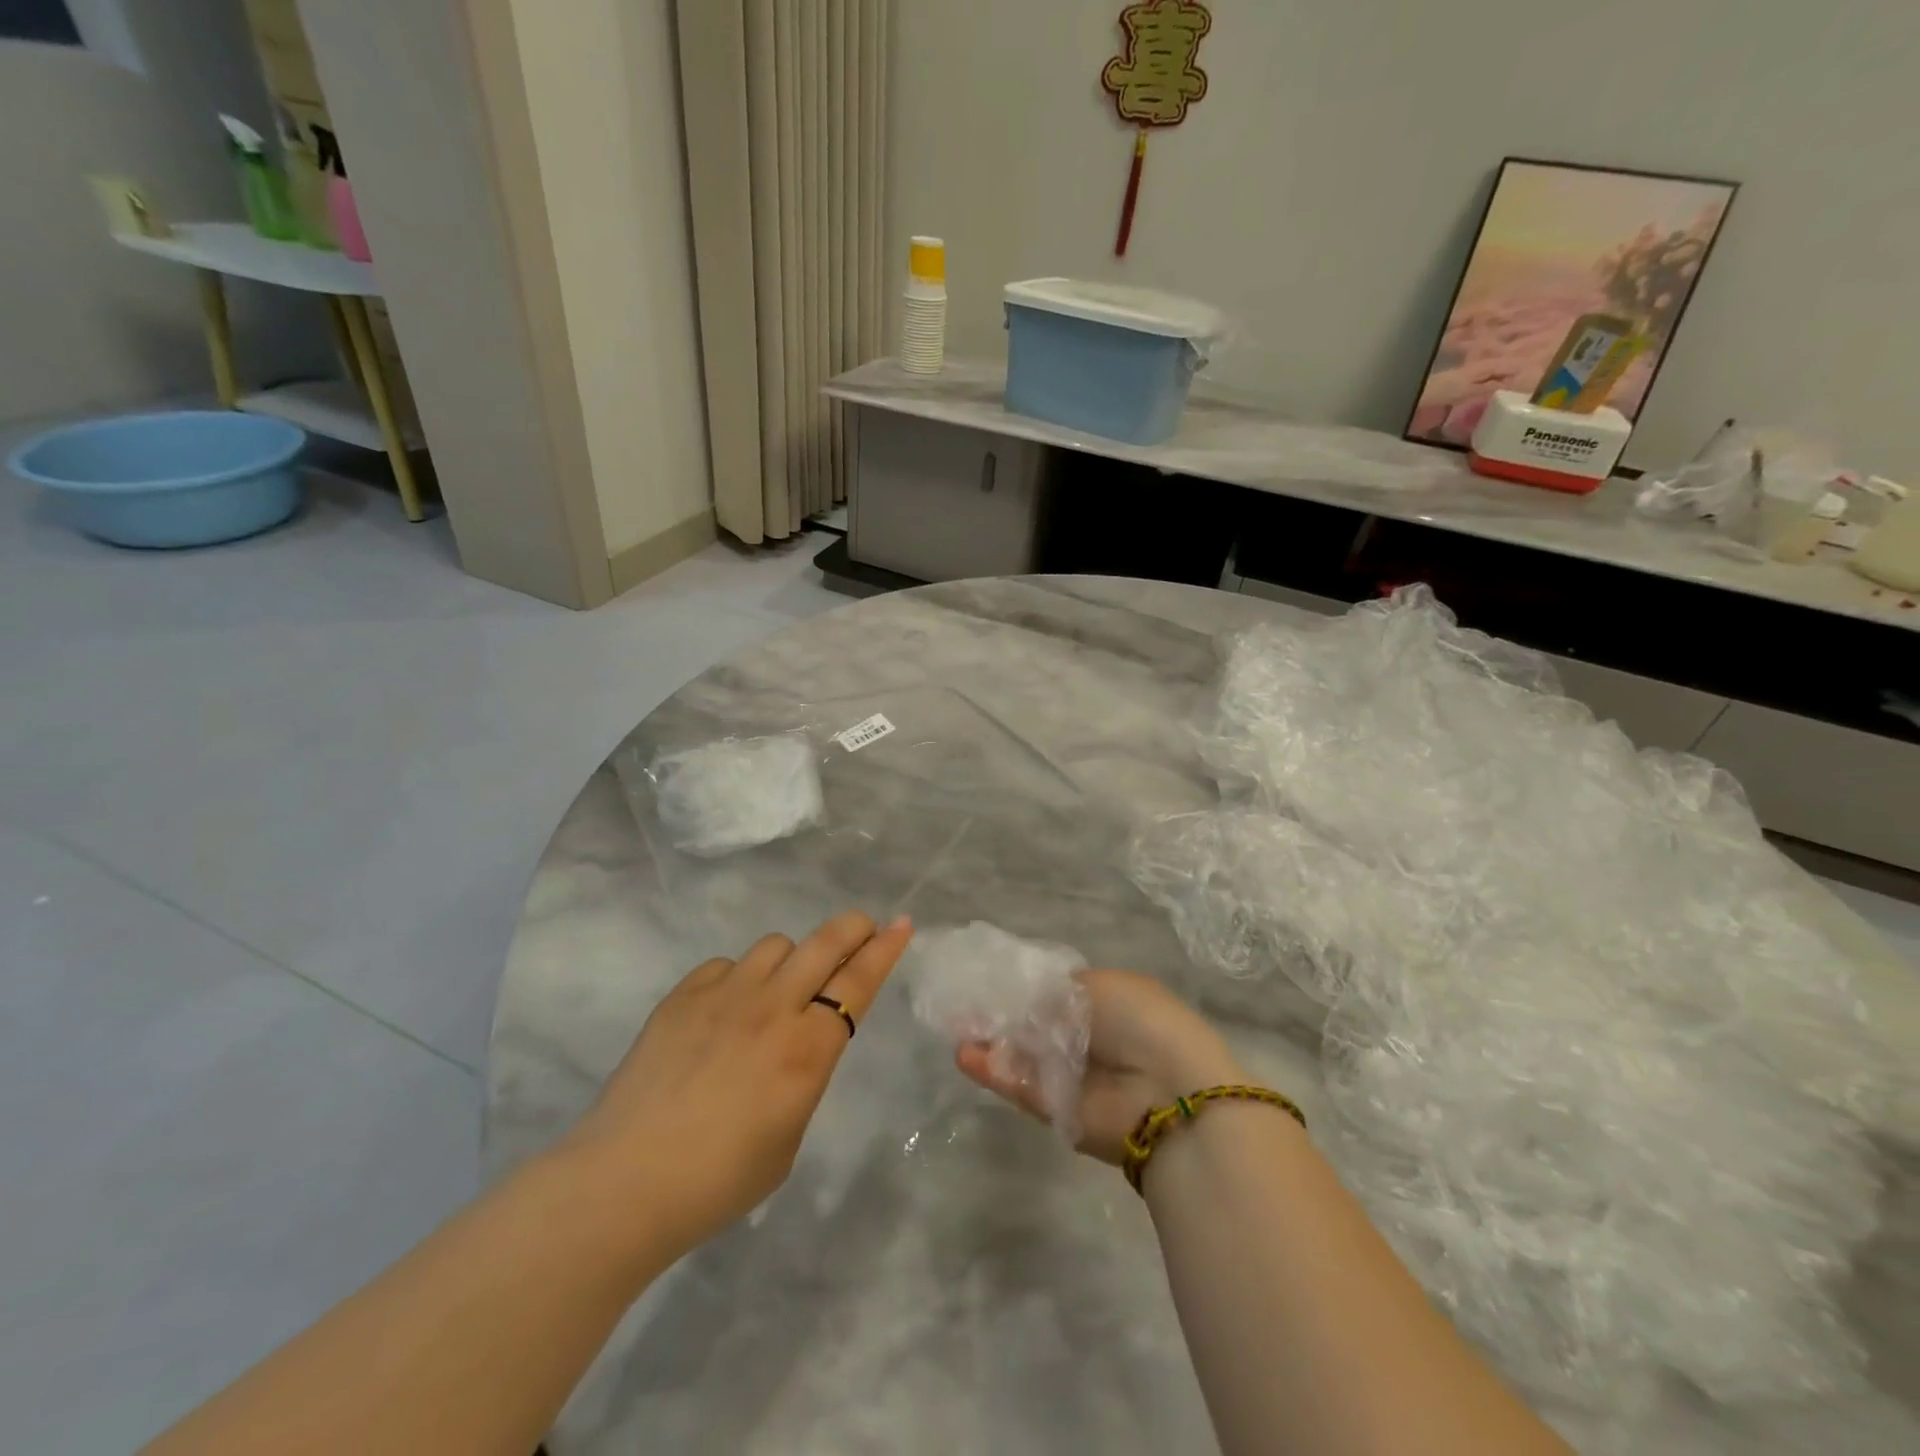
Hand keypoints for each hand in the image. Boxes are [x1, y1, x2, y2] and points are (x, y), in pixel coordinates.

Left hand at [561, 912, 913, 1258]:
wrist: (623, 1184)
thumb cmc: (718, 1180)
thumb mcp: (789, 1137)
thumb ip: (803, 1076)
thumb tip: (799, 1044)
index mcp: (807, 1048)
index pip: (859, 981)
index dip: (885, 949)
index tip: (902, 924)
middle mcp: (772, 1007)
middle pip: (825, 943)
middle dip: (854, 927)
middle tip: (863, 927)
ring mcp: (724, 994)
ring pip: (775, 945)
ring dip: (790, 959)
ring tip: (778, 989)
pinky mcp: (682, 996)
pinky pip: (724, 965)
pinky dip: (737, 978)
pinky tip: (724, 1010)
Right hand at [957, 968, 1242, 1164]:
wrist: (1168, 1092)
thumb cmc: (1139, 1020)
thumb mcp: (1095, 986)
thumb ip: (1050, 993)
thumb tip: (1021, 999)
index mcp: (1108, 1002)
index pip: (1057, 992)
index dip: (1025, 986)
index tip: (991, 979)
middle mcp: (1090, 1039)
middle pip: (1036, 1024)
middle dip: (1003, 1014)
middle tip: (964, 1003)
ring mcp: (1073, 1077)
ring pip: (1023, 1056)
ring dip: (991, 1042)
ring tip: (955, 1026)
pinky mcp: (1058, 1112)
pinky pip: (1021, 1085)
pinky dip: (993, 1070)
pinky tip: (964, 1054)